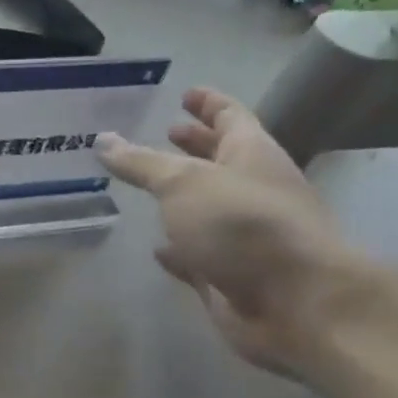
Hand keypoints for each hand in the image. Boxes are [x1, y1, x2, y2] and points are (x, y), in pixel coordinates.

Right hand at [96, 89, 366, 372]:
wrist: (294, 303)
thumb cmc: (242, 224)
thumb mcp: (183, 183)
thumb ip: (141, 163)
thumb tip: (102, 140)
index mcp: (251, 154)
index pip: (230, 116)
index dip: (208, 103)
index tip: (186, 93)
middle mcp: (251, 190)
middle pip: (221, 159)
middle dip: (194, 145)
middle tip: (164, 133)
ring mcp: (242, 236)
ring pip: (206, 208)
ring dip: (181, 198)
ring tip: (147, 187)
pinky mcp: (228, 274)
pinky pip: (197, 254)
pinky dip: (177, 249)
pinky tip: (155, 248)